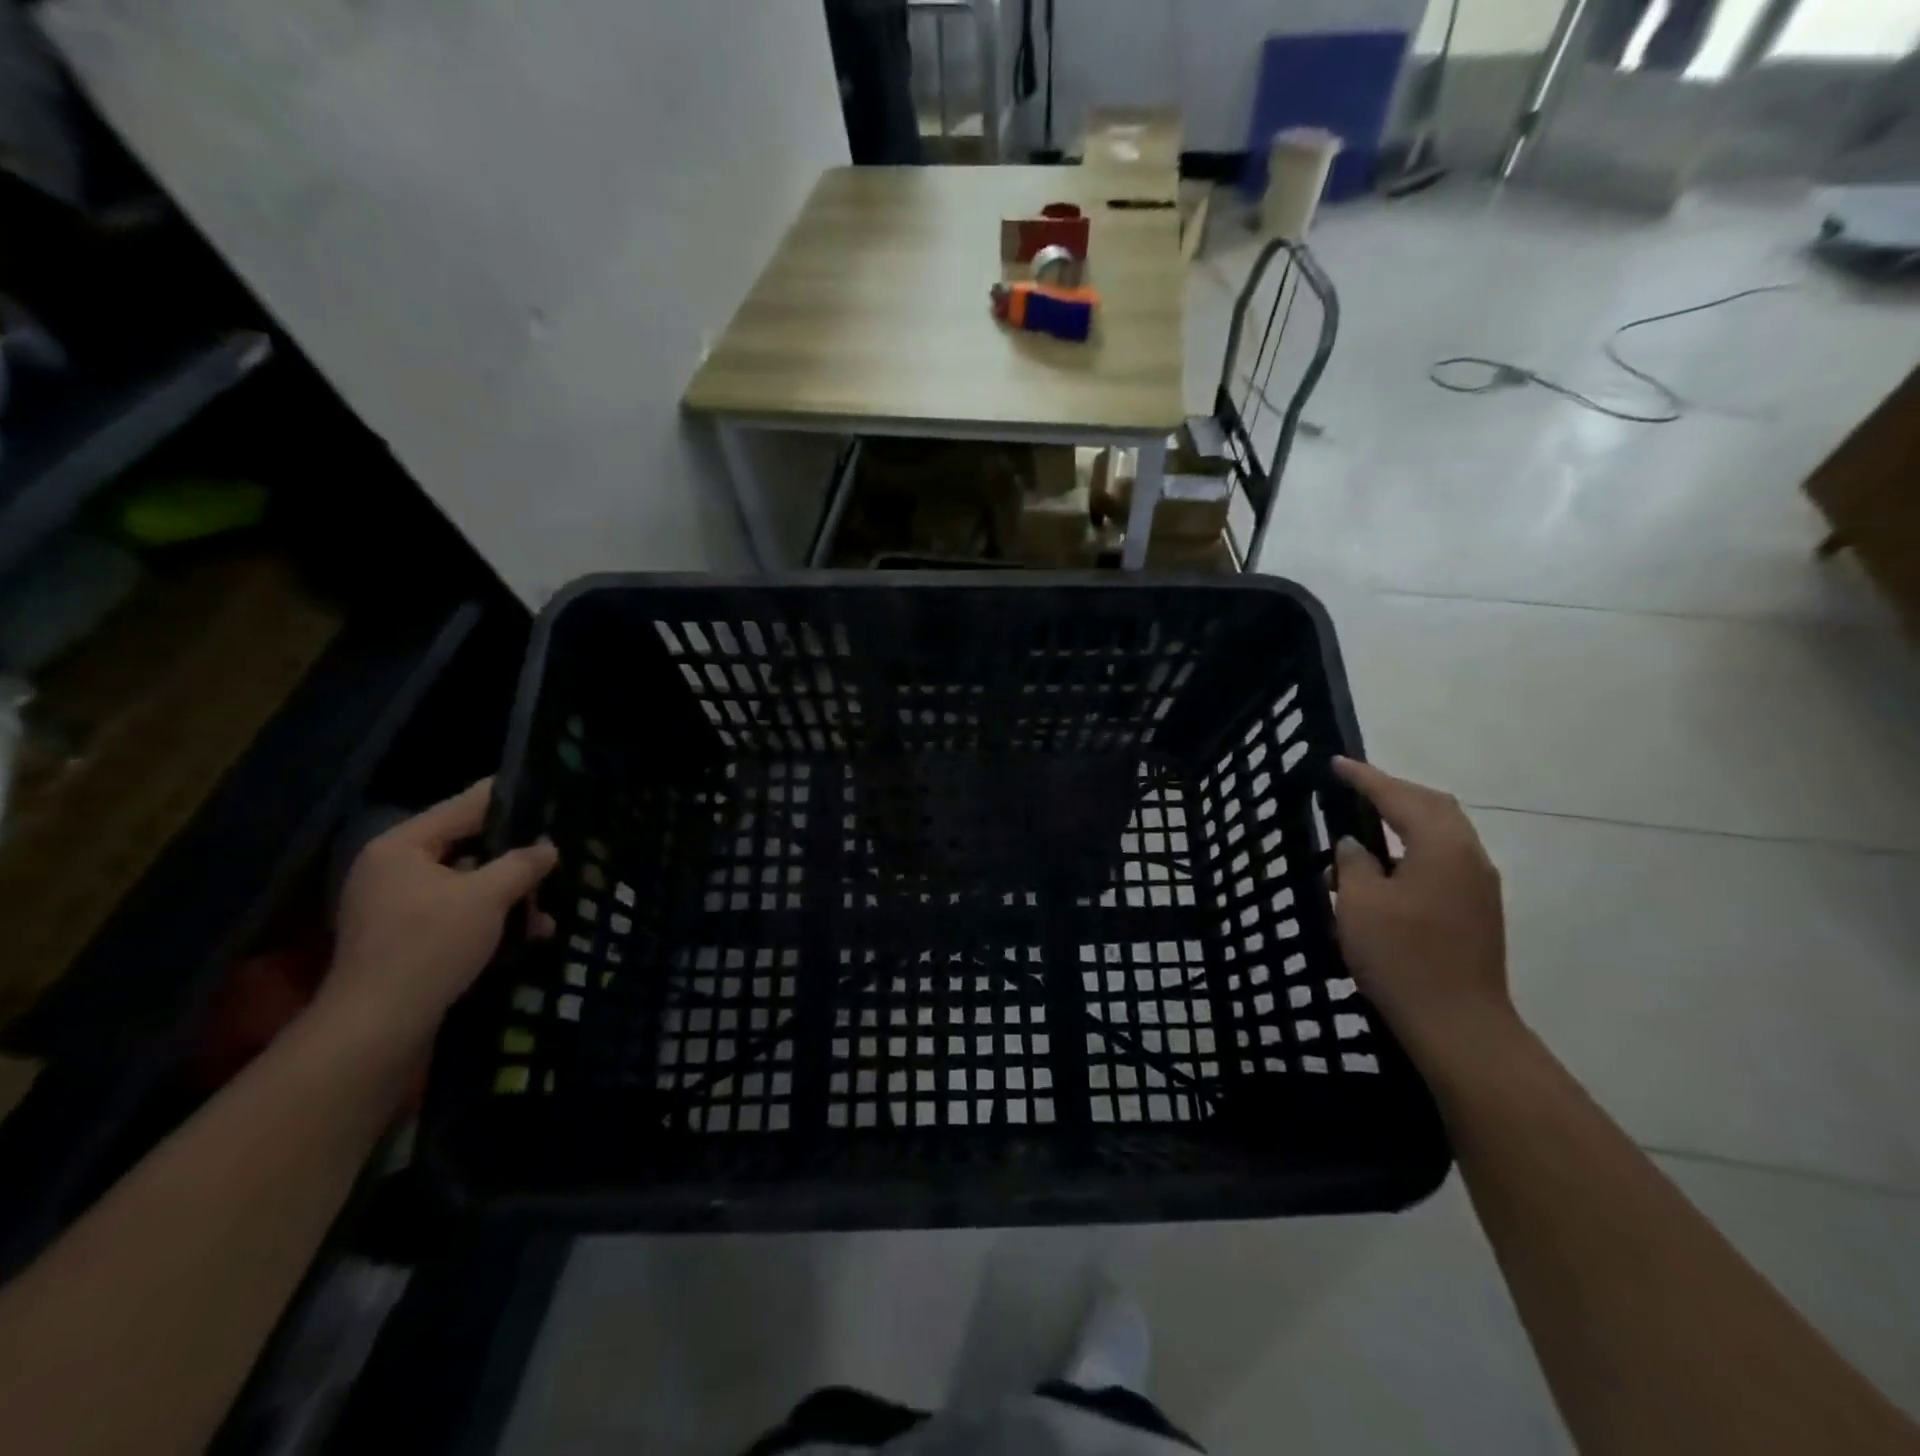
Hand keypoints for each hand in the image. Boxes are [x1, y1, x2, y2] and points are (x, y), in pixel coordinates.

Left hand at [317, 780, 558, 1054]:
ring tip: (550, 906)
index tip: (544, 789)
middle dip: (514, 856)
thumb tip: (548, 847)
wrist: (379, 1025)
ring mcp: (395, 906)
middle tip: (556, 851)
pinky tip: (530, 932)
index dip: (506, 798)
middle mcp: (393, 869)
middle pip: (466, 847)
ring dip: (509, 894)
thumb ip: (523, 864)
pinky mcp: (406, 939)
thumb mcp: (488, 896)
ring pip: (467, 884)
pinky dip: (491, 918)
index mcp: (401, 846)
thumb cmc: (431, 944)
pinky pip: (457, 913)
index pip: (463, 807)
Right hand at [1330, 758, 1514, 1068]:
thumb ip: (1354, 864)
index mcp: (1442, 847)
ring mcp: (1478, 885)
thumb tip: (1353, 846)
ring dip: (1406, 818)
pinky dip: (1414, 844)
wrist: (1457, 1025)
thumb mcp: (1360, 904)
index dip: (1365, 778)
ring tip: (1367, 820)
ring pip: (1442, 832)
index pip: (1400, 797)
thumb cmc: (1401, 957)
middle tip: (1354, 786)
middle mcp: (1469, 857)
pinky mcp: (1476, 909)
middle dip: (1393, 791)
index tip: (1335, 763)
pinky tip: (1387, 864)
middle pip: (1433, 806)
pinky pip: (1444, 857)